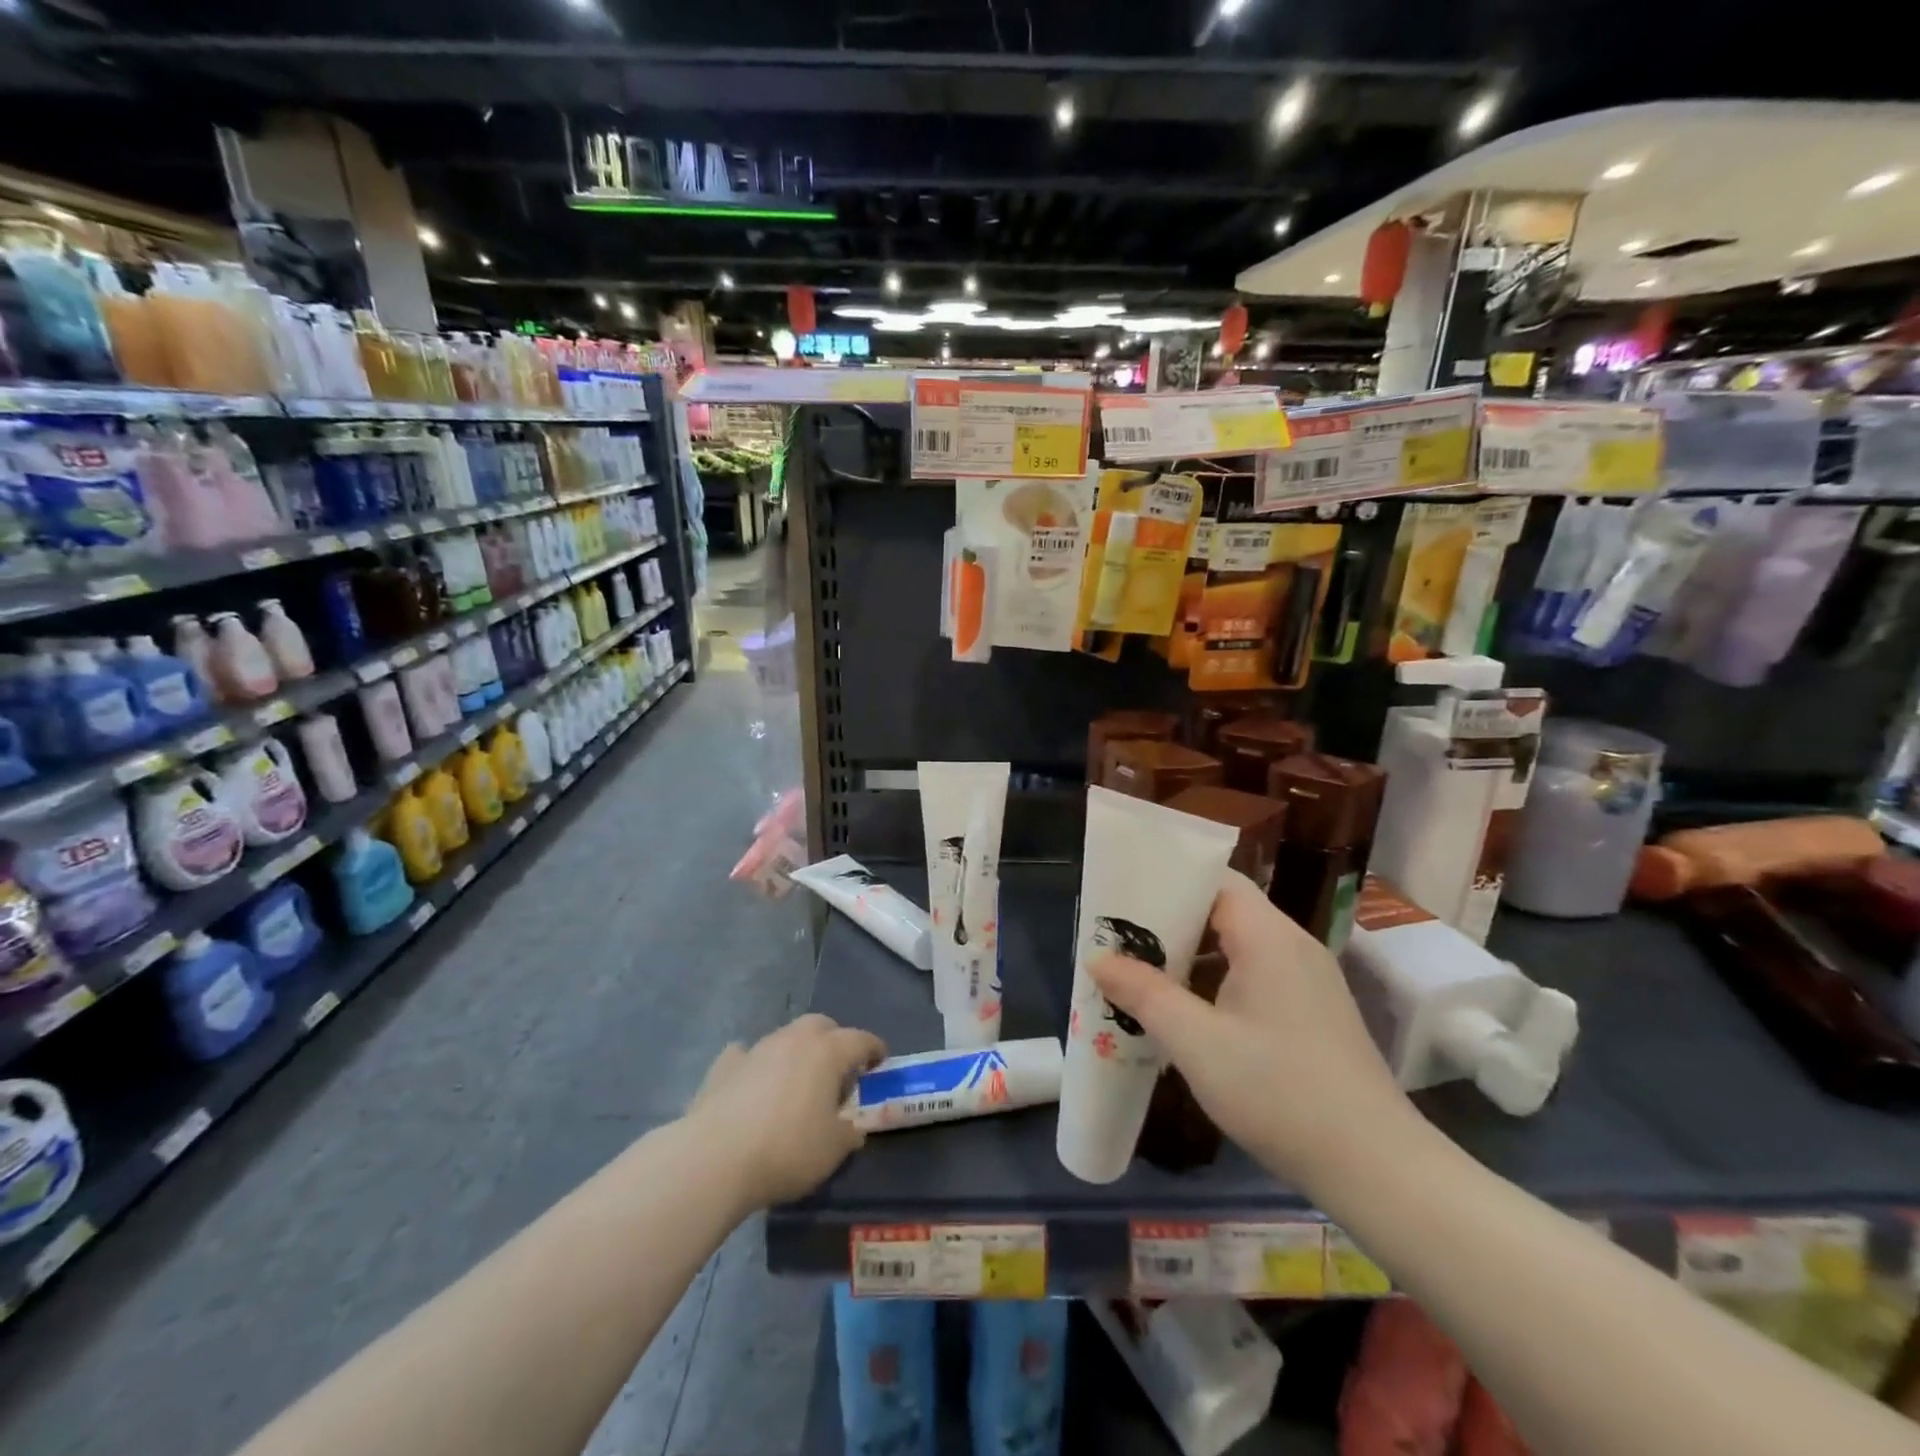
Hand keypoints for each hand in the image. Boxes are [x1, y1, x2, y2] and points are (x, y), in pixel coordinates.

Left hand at [685, 1014, 886, 1208]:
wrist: (714, 1159)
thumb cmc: (786, 1150)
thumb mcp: (833, 1150)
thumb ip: (849, 1133)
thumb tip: (852, 1127)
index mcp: (827, 1052)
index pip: (861, 1040)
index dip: (874, 1049)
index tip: (880, 1062)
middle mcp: (793, 1039)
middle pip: (821, 1025)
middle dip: (835, 1040)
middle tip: (839, 1070)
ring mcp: (756, 1048)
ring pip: (786, 1037)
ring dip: (797, 1052)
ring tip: (797, 1082)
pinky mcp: (724, 1066)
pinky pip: (747, 1055)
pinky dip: (756, 1065)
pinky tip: (753, 1084)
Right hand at [1090, 871, 1417, 1191]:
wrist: (1376, 1168)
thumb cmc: (1279, 1092)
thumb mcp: (1197, 1043)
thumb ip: (1144, 994)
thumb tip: (1098, 958)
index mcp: (1268, 936)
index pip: (1215, 880)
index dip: (1168, 880)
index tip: (1123, 896)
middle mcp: (1292, 946)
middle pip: (1223, 910)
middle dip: (1170, 921)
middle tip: (1120, 939)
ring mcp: (1308, 980)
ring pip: (1238, 946)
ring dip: (1191, 956)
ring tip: (1142, 973)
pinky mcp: (1313, 1012)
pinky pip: (1255, 975)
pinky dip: (1216, 980)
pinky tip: (1187, 1013)